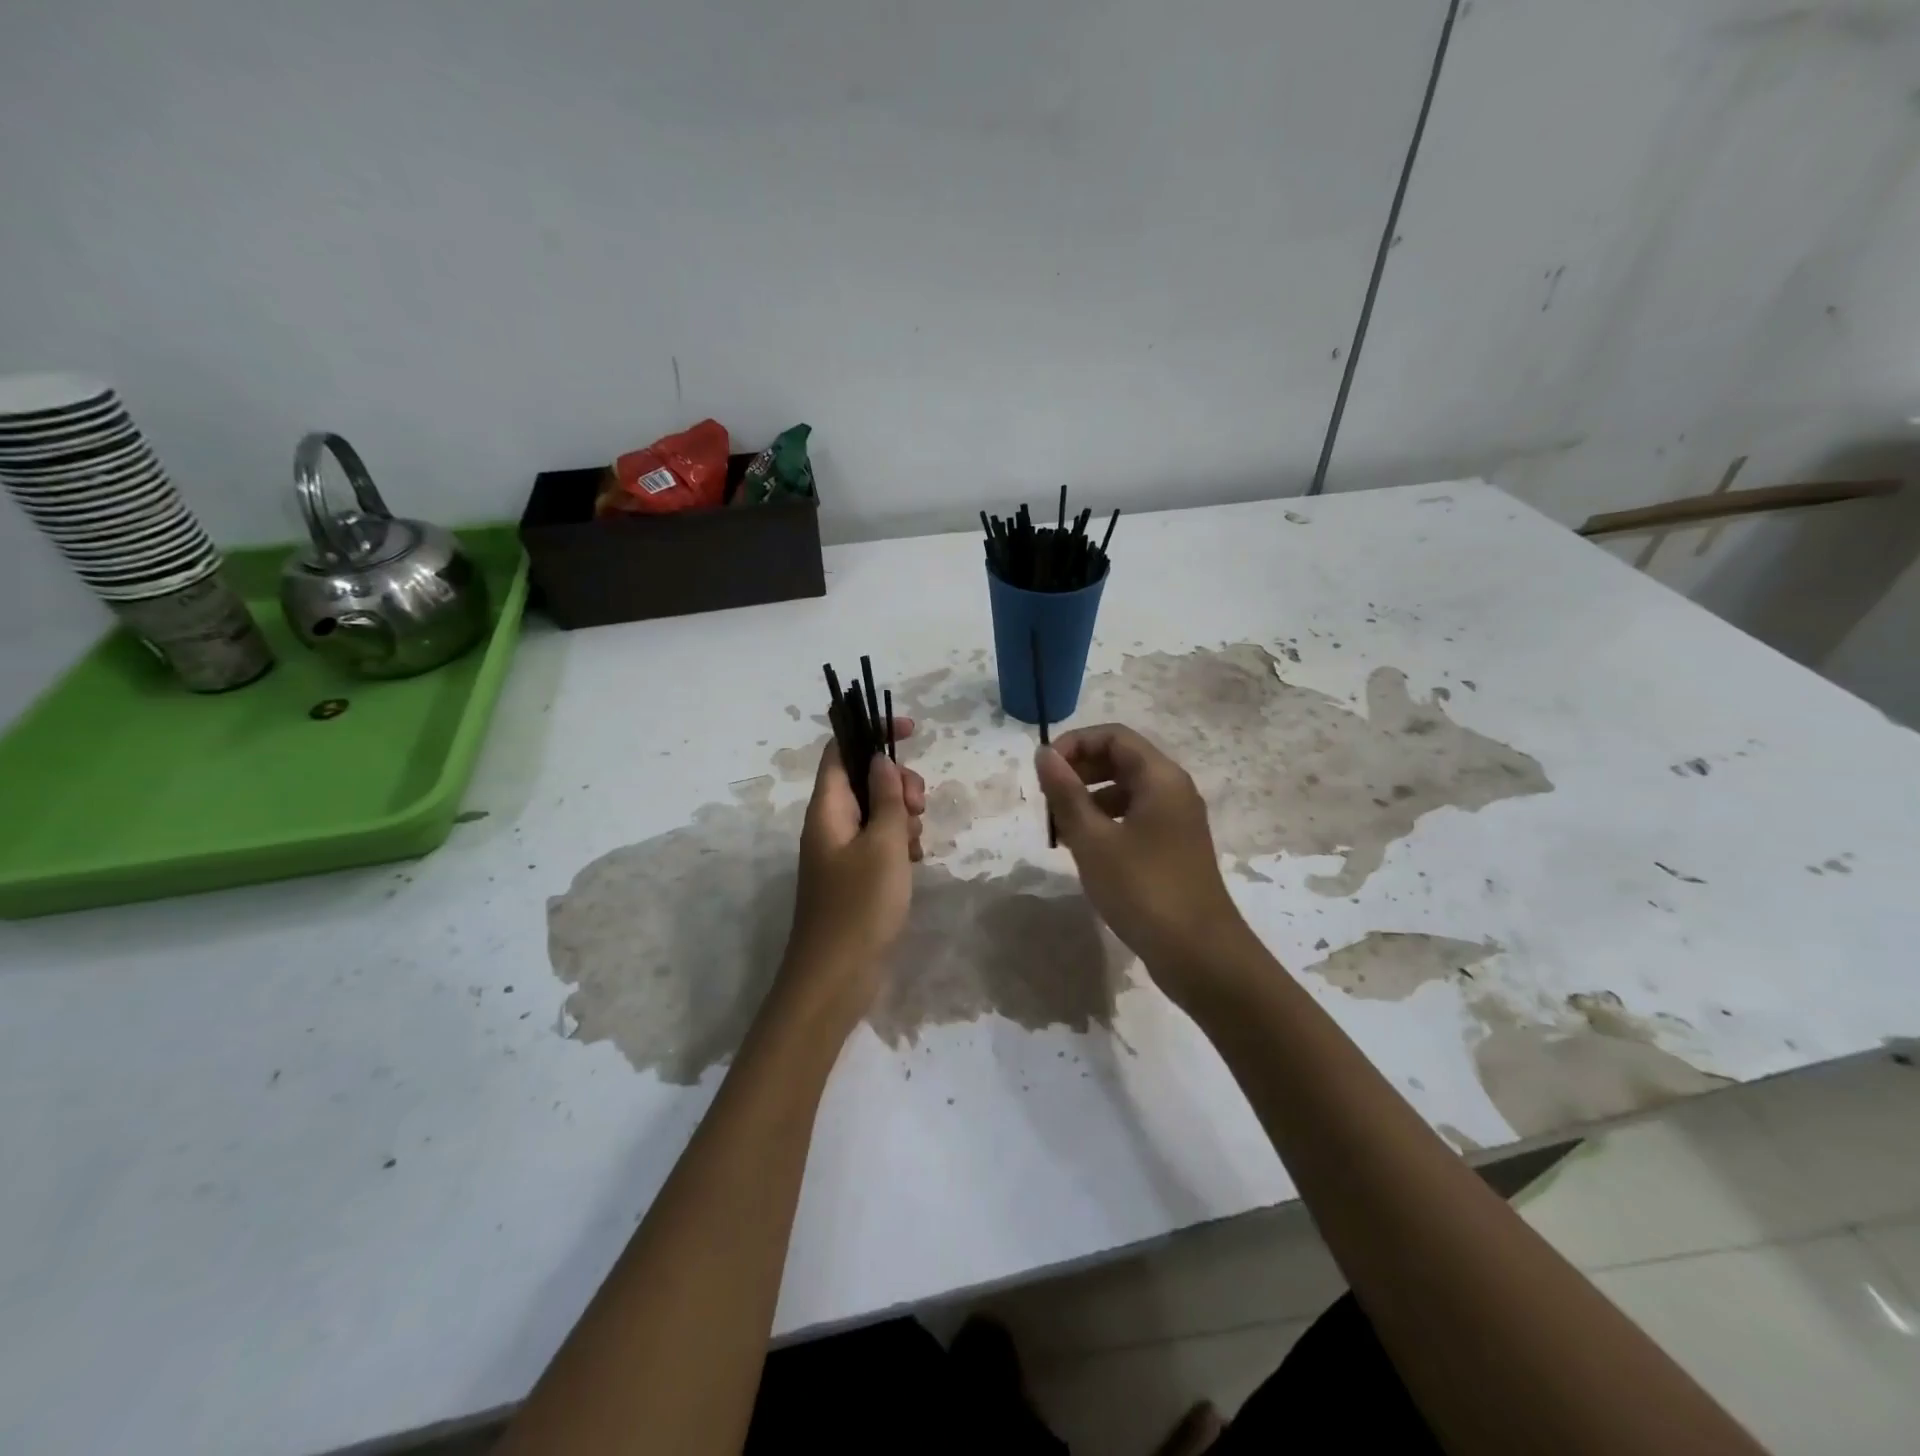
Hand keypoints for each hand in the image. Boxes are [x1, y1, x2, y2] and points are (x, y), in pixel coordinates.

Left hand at [779, 719, 925, 1026]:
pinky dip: (898, 843)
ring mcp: (840, 851)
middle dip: (897, 782)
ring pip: (875, 811)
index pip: (841, 749)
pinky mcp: (854, 876)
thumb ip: (886, 798)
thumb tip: (881, 759)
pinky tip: (914, 862)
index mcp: (827, 808)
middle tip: (916, 808)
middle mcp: (829, 823)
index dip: (872, 731)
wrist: (835, 979)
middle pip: (863, 778)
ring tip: (915, 842)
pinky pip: (878, 842)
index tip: (912, 730)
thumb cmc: (860, 907)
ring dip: (901, 815)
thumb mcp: (883, 845)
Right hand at [1035, 724, 1258, 1001]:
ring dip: (1088, 799)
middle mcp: (1173, 790)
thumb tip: (1044, 753)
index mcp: (1160, 777)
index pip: (1113, 736)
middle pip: (1120, 760)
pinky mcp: (1173, 848)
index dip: (1074, 744)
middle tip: (1047, 800)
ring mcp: (1176, 821)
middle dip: (1079, 771)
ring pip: (1125, 791)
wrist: (1200, 954)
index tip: (1043, 770)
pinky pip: (1134, 818)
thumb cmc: (1143, 889)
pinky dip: (1105, 823)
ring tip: (1060, 829)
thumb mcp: (1093, 840)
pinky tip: (1084, 850)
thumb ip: (1065, 793)